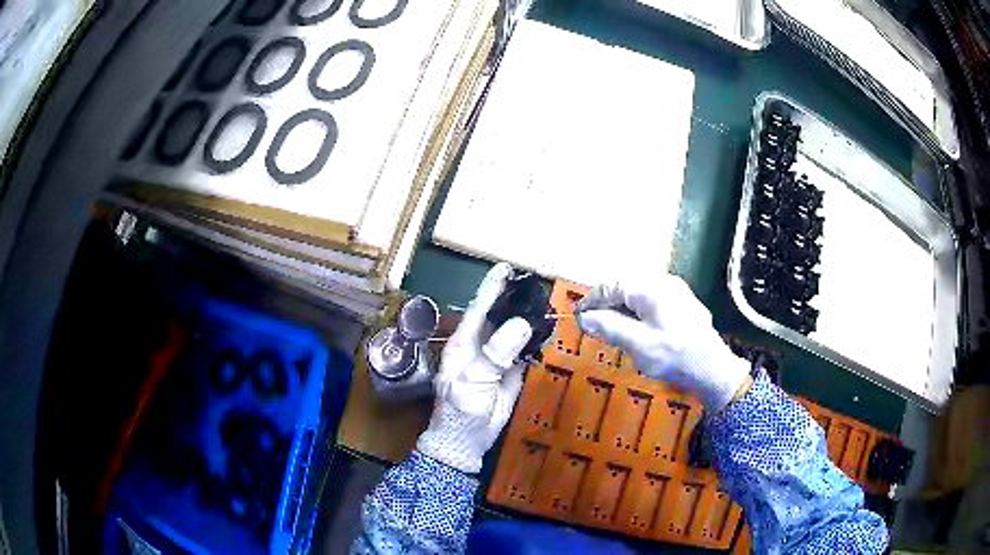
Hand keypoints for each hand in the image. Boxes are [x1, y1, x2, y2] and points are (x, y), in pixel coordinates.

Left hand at [417, 263, 532, 472]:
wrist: (467, 441)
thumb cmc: (460, 410)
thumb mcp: (472, 382)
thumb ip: (494, 354)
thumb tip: (521, 324)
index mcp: (464, 341)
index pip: (479, 306)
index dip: (493, 286)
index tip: (508, 266)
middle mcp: (480, 343)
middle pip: (499, 313)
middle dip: (515, 296)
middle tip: (537, 281)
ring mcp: (497, 356)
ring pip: (514, 329)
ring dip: (529, 316)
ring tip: (546, 299)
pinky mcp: (511, 370)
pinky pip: (525, 349)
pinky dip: (536, 338)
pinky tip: (548, 328)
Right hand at [576, 274, 750, 410]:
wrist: (712, 369)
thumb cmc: (674, 356)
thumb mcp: (638, 344)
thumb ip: (609, 327)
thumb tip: (584, 318)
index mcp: (651, 288)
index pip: (612, 285)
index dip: (592, 300)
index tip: (578, 316)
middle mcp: (664, 283)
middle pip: (626, 287)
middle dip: (607, 305)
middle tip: (594, 326)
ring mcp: (676, 292)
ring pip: (639, 295)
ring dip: (622, 310)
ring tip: (613, 331)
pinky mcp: (683, 305)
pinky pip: (652, 302)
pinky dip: (637, 313)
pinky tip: (637, 331)